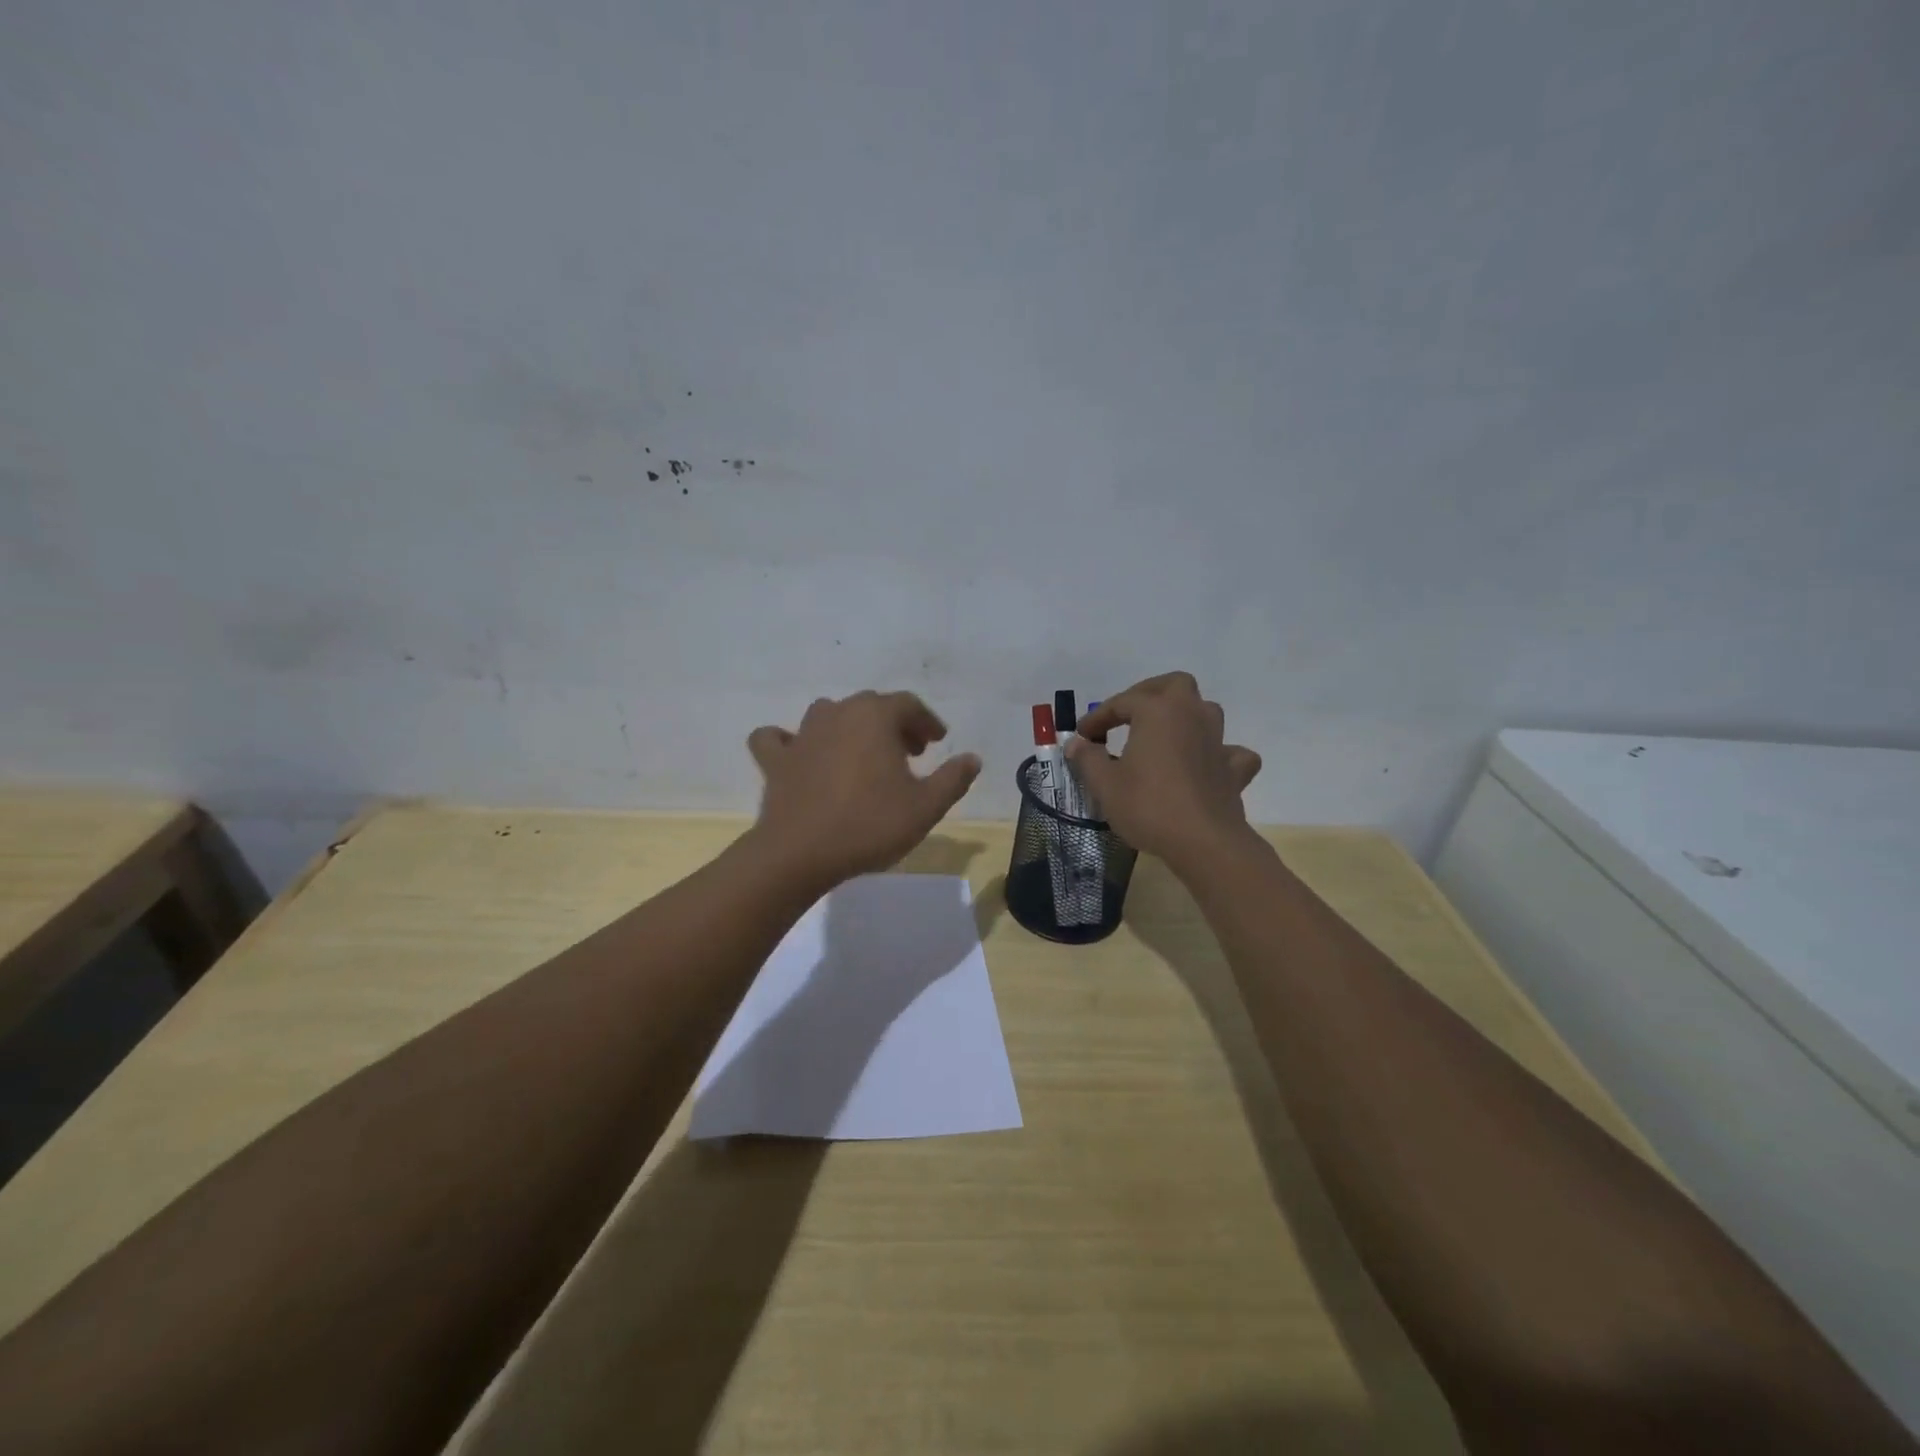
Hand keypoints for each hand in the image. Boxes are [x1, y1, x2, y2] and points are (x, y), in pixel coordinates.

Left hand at [745, 691, 981, 887]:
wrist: (800, 854)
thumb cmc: (870, 825)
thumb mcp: (925, 807)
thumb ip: (953, 779)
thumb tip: (973, 759)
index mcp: (875, 717)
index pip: (908, 705)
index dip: (927, 722)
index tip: (938, 742)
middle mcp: (837, 713)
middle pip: (871, 706)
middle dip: (894, 724)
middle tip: (911, 753)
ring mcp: (802, 734)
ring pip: (829, 714)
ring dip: (850, 728)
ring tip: (864, 755)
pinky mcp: (776, 760)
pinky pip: (778, 739)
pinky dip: (789, 742)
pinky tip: (799, 754)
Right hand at [1069, 672, 1261, 872]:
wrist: (1204, 841)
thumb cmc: (1148, 805)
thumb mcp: (1105, 783)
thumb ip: (1088, 758)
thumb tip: (1076, 743)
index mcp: (1157, 711)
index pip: (1121, 702)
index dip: (1098, 716)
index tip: (1082, 735)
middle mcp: (1191, 715)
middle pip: (1175, 685)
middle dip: (1149, 693)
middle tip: (1128, 713)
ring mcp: (1218, 740)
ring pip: (1205, 711)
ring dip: (1184, 717)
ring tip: (1163, 736)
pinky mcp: (1234, 769)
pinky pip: (1230, 751)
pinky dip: (1217, 754)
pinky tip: (1205, 766)